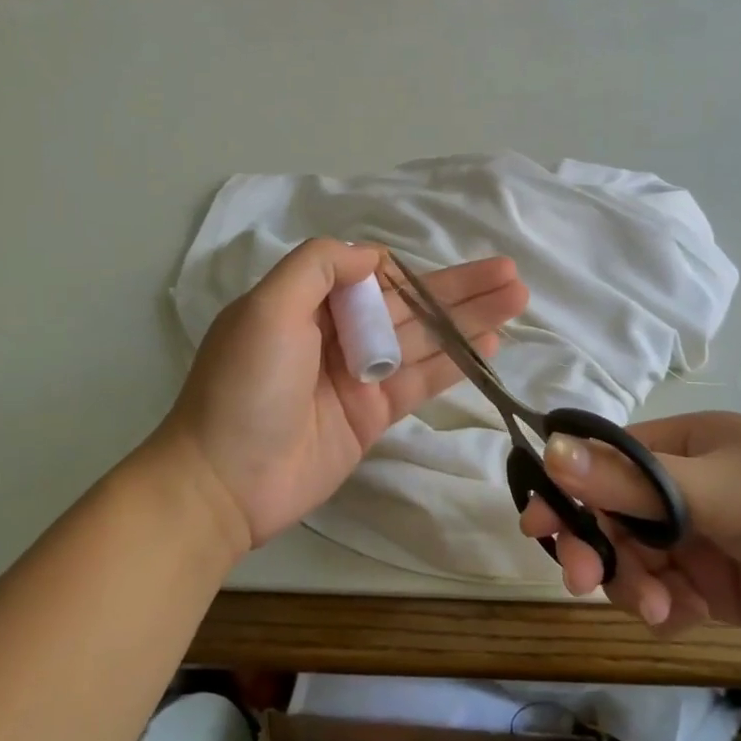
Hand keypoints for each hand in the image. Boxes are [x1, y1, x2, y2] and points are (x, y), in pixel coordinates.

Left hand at [158, 238, 529, 552]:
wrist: (224, 483)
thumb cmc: (244, 387)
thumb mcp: (266, 309)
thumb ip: (317, 268)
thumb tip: (373, 256)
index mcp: (305, 303)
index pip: (370, 276)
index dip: (411, 270)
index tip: (444, 270)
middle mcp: (335, 334)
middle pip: (407, 305)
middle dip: (458, 289)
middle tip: (510, 274)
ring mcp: (357, 376)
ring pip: (423, 339)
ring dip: (469, 320)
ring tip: (516, 298)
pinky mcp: (372, 415)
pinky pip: (420, 380)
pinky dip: (454, 362)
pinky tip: (491, 344)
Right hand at [519, 412, 740, 680]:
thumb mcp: (724, 491)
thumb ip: (633, 480)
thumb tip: (550, 447)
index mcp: (686, 445)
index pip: (604, 459)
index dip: (568, 488)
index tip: (539, 528)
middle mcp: (687, 487)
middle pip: (611, 512)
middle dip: (597, 546)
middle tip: (586, 583)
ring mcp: (704, 540)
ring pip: (633, 559)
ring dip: (633, 585)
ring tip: (665, 611)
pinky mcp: (720, 589)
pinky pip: (665, 596)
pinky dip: (663, 611)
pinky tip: (686, 622)